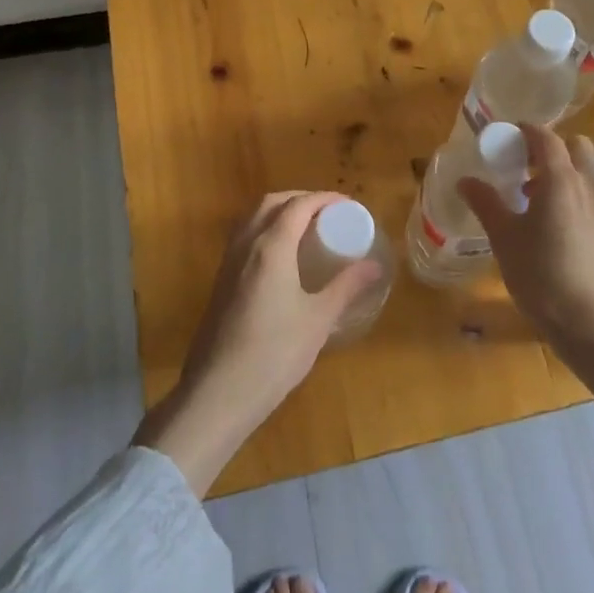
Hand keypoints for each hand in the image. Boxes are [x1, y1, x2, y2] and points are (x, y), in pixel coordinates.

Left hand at [135, 191, 381, 493]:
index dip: (325, 199)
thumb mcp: (318, 319)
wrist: (218, 393)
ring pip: (252, 218)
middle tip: (328, 213)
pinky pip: (243, 238)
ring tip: (306, 229)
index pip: (299, 205)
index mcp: (271, 247)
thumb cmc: (274, 353)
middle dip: (300, 199)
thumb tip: (375, 265)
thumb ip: (346, 286)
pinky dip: (265, 230)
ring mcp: (228, 263)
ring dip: (279, 212)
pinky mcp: (220, 282)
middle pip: (271, 203)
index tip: (348, 205)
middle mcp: (245, 245)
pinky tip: (282, 257)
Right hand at [459, 125, 593, 460]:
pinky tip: (552, 222)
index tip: (503, 137)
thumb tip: (466, 180)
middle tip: (521, 166)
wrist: (592, 323)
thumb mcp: (504, 238)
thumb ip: (486, 203)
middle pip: (574, 146)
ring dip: (562, 170)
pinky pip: (591, 194)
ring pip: (586, 170)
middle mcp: (588, 185)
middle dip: (548, 148)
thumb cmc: (541, 275)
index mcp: (561, 180)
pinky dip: (573, 192)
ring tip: (532, 197)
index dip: (524, 131)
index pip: (545, 138)